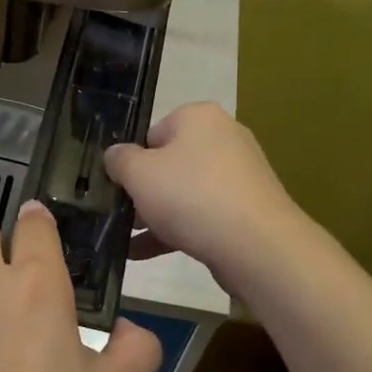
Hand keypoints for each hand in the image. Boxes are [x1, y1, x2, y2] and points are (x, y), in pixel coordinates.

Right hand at [104, 102, 306, 289]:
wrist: (256, 245)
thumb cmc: (191, 196)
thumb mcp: (139, 174)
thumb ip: (119, 160)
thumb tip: (115, 155)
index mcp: (199, 117)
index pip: (152, 133)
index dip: (131, 161)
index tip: (118, 187)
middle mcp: (223, 138)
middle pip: (169, 163)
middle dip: (143, 192)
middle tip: (122, 216)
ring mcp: (239, 175)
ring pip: (185, 193)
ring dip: (156, 216)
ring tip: (128, 241)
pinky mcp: (248, 209)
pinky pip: (203, 215)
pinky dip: (176, 231)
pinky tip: (144, 255)